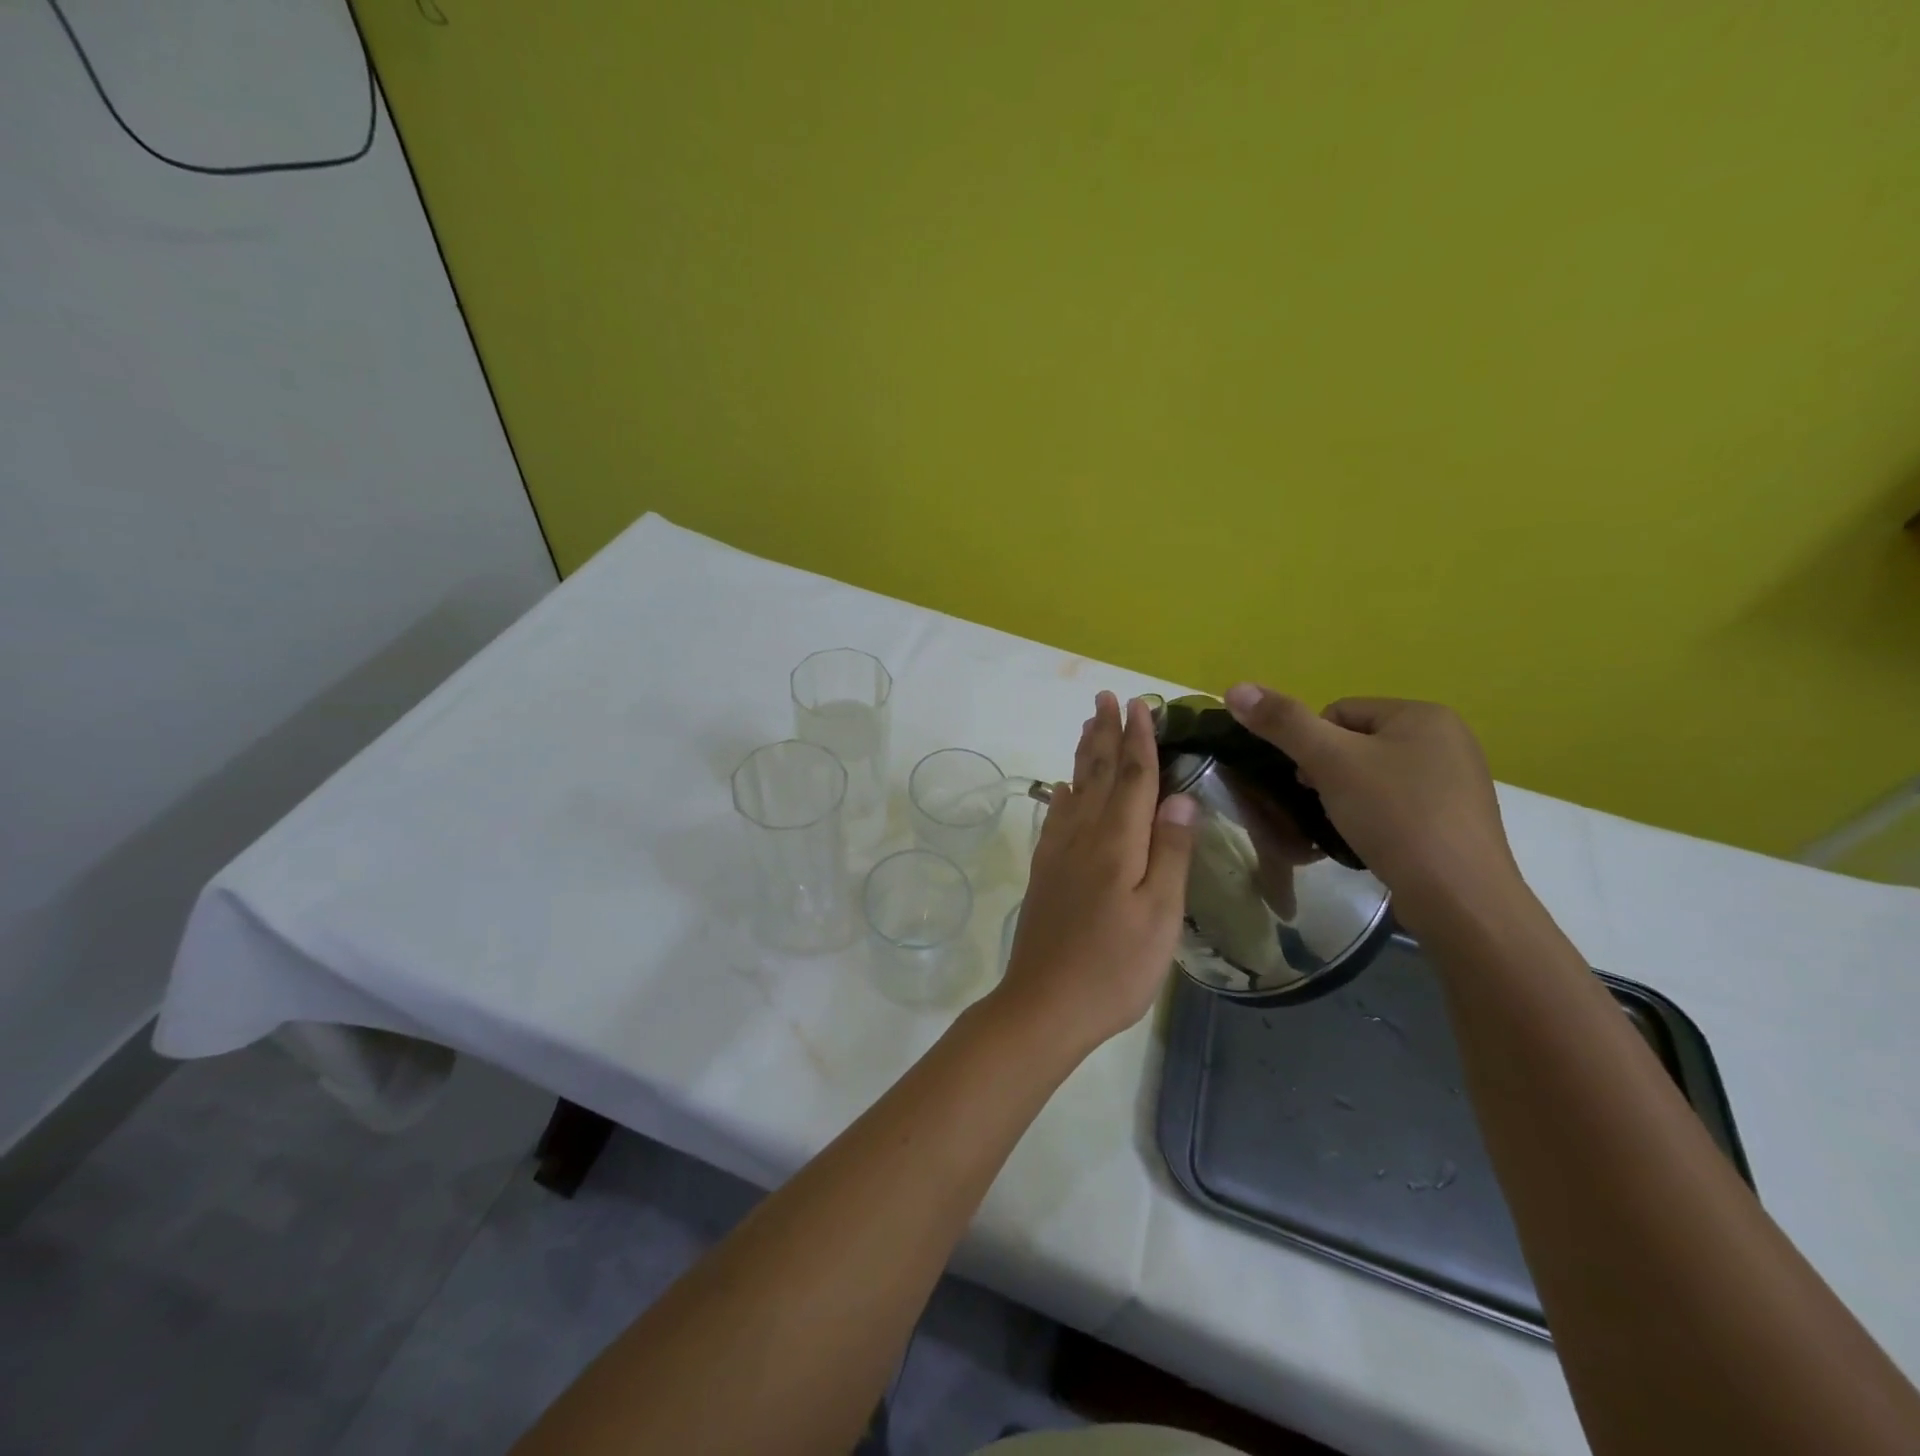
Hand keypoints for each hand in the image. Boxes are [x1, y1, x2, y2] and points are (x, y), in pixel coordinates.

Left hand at [994, 691, 1195, 1055]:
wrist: (1044, 1004)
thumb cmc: (1114, 967)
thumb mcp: (1160, 915)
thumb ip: (1170, 852)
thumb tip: (1181, 795)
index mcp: (1116, 843)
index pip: (1131, 777)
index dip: (1138, 739)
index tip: (1140, 704)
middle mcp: (1082, 837)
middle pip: (1096, 773)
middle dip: (1105, 733)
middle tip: (1106, 696)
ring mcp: (1058, 854)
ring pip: (1074, 789)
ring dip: (1082, 753)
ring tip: (1087, 724)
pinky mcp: (1045, 873)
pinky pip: (1055, 817)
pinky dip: (1063, 793)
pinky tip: (1063, 788)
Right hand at [1222, 685, 1524, 931]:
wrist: (1458, 896)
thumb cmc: (1394, 816)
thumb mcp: (1330, 762)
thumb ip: (1283, 723)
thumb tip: (1235, 688)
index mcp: (1423, 714)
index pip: (1339, 712)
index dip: (1312, 745)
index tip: (1311, 782)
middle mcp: (1448, 739)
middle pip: (1356, 743)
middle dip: (1330, 772)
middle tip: (1324, 805)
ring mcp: (1457, 781)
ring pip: (1375, 775)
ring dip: (1349, 796)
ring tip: (1346, 826)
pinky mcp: (1457, 819)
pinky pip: (1398, 803)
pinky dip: (1376, 817)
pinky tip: (1372, 840)